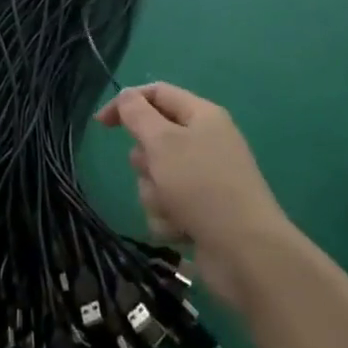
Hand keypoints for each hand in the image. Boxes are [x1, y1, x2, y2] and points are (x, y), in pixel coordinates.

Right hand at [95, 84, 289, 304]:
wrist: (246, 253)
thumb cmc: (202, 186)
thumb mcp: (163, 142)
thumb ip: (137, 115)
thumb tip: (126, 96)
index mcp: (202, 115)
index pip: (157, 94)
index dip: (126, 103)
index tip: (101, 124)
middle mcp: (205, 141)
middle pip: (154, 139)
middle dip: (145, 162)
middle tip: (155, 172)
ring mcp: (204, 179)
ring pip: (156, 177)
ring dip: (155, 194)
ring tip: (173, 208)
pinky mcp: (202, 212)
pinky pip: (168, 206)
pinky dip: (169, 218)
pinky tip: (182, 229)